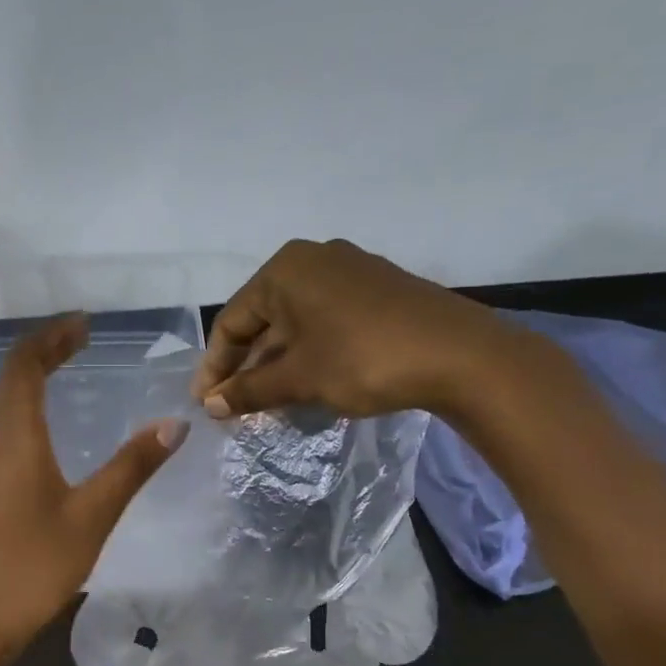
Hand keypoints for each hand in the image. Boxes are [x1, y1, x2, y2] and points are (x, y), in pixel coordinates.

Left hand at [0, 315, 186, 652]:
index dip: (52, 338)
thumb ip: (133, 464)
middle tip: (79, 343)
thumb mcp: (94, 512)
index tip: (84, 326)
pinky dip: (15, 406)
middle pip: (7, 375)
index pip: (25, 363)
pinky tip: (37, 428)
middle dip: (41, 352)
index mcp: (14, 433)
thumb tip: (174, 423)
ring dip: (25, 378)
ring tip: (61, 373)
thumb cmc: (37, 562)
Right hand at [192, 238, 531, 420]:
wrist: (460, 355)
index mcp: (285, 270)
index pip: (231, 321)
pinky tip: (306, 382)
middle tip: (233, 405)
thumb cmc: (362, 359)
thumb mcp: (298, 379)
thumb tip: (210, 405)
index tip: (205, 403)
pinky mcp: (376, 289)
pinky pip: (324, 321)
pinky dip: (307, 352)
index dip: (214, 366)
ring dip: (276, 362)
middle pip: (262, 319)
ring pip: (295, 322)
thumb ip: (249, 390)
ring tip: (266, 401)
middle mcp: (314, 260)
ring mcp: (349, 271)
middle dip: (246, 365)